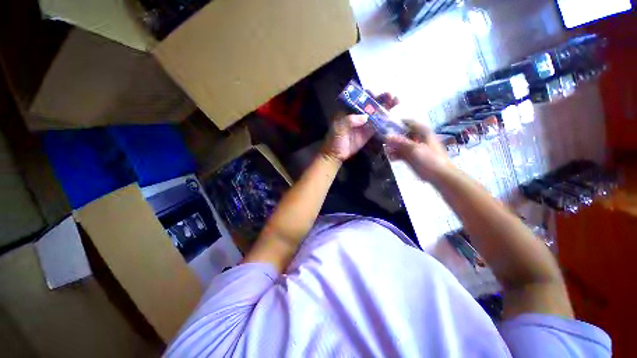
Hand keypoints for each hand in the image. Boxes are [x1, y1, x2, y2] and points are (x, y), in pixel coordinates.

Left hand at [323, 92, 399, 161]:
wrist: (336, 154)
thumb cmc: (334, 139)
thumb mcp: (338, 128)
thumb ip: (349, 121)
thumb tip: (364, 118)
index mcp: (347, 111)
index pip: (358, 99)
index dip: (366, 95)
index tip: (374, 93)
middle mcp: (357, 115)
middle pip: (369, 105)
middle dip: (379, 99)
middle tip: (390, 95)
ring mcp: (363, 124)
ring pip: (375, 113)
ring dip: (385, 107)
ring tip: (395, 100)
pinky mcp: (368, 133)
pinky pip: (377, 125)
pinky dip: (384, 120)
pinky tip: (392, 115)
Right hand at [385, 120, 453, 181]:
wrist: (440, 176)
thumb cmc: (431, 160)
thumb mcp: (415, 150)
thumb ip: (401, 142)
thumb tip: (386, 136)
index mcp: (421, 132)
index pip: (407, 122)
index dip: (396, 123)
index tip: (384, 127)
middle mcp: (416, 137)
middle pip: (401, 133)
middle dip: (392, 138)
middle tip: (384, 143)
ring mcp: (413, 147)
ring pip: (399, 144)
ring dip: (392, 147)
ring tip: (388, 153)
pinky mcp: (411, 156)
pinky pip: (400, 153)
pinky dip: (395, 155)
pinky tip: (392, 158)